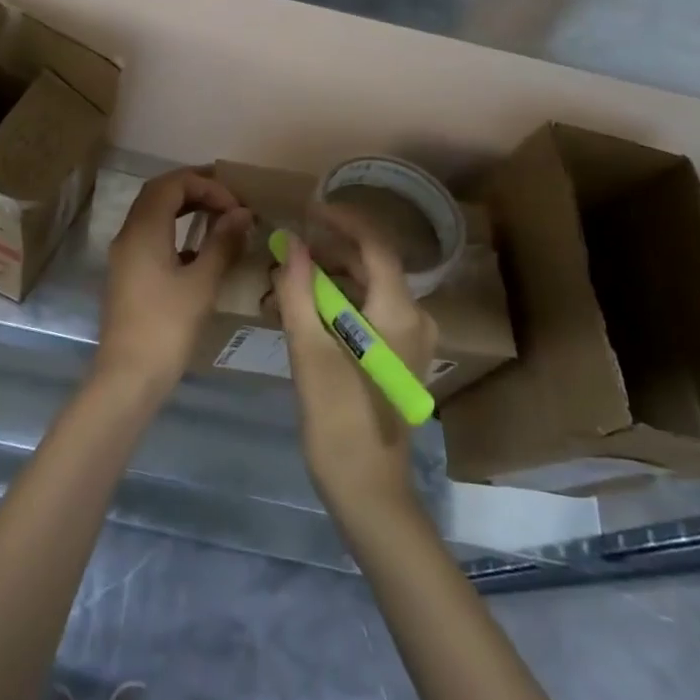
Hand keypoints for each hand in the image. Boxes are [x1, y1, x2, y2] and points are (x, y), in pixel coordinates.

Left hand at [96, 168, 250, 396]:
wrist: (128, 377)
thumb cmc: (167, 327)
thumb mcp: (202, 283)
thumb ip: (222, 243)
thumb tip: (241, 213)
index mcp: (144, 230)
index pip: (172, 184)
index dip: (207, 185)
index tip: (236, 206)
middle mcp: (129, 234)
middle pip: (159, 193)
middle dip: (195, 189)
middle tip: (229, 200)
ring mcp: (125, 254)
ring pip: (153, 214)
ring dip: (185, 208)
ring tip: (219, 216)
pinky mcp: (128, 273)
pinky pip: (151, 235)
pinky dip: (176, 230)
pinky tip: (200, 249)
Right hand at [275, 203, 436, 520]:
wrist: (369, 489)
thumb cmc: (338, 419)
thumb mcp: (309, 351)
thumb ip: (299, 292)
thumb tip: (293, 245)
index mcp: (398, 312)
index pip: (374, 246)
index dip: (342, 221)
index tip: (308, 209)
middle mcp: (415, 319)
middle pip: (370, 266)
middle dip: (326, 255)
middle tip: (284, 257)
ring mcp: (411, 340)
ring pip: (367, 290)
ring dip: (327, 282)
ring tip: (284, 289)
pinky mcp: (400, 357)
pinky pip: (370, 314)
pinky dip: (338, 306)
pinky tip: (303, 316)